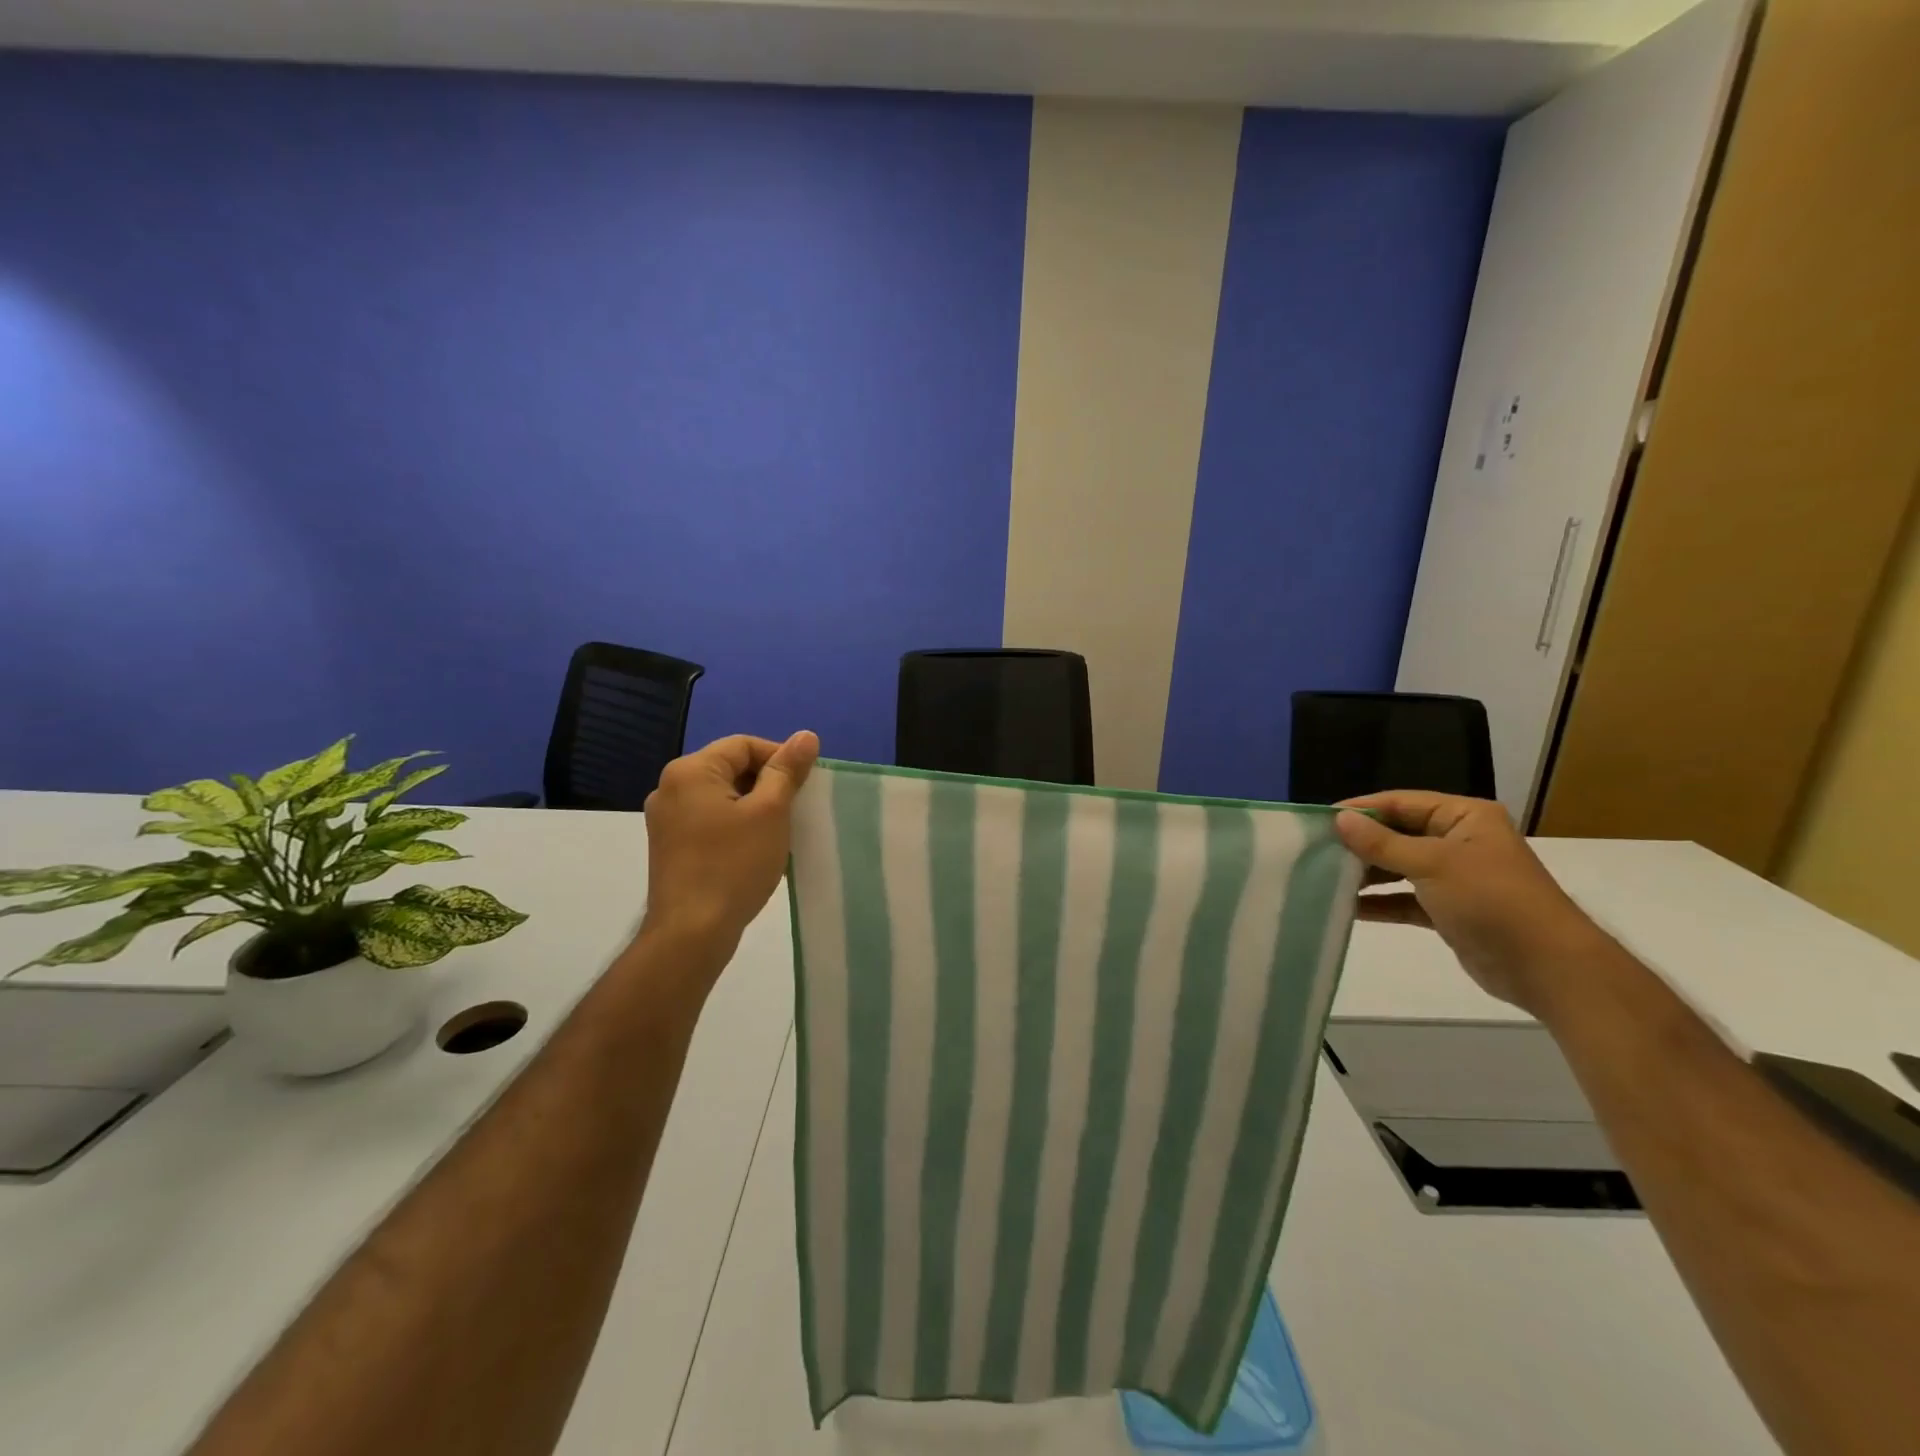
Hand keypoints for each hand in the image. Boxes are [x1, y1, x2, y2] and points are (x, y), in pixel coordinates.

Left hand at [637, 731, 819, 975]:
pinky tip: (755, 850)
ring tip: (779, 832)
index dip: (780, 758)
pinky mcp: (669, 846)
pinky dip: (736, 826)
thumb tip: (806, 736)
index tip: (804, 787)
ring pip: (722, 796)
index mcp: (691, 771)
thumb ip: (787, 770)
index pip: (744, 745)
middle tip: (795, 810)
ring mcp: (665, 819)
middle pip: (730, 768)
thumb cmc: (734, 865)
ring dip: (754, 807)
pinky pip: (710, 820)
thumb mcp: (770, 812)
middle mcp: (670, 787)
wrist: (691, 933)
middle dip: (767, 784)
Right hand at [1334, 791, 1610, 1014]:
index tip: (1319, 821)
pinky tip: (1347, 907)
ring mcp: (1454, 877)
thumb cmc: (1492, 900)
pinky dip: (1379, 902)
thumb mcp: (1432, 864)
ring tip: (1325, 877)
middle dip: (1360, 843)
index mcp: (1464, 817)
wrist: (1547, 968)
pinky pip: (1404, 899)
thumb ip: (1382, 843)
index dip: (1361, 810)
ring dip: (1366, 874)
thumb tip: (1338, 819)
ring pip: (1398, 867)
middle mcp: (1459, 841)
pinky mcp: (1448, 910)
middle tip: (1316, 850)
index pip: (1400, 803)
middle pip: (1397, 833)